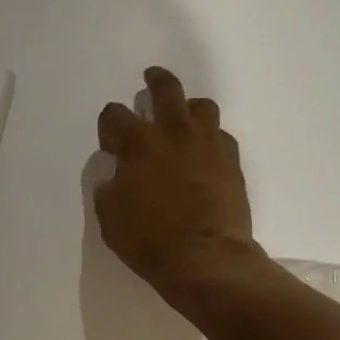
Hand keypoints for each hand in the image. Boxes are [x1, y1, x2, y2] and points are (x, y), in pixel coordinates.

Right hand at [94, 67, 256, 294]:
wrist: (205, 259)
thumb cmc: (149, 240)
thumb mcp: (110, 218)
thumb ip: (109, 189)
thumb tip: (116, 178)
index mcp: (138, 144)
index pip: (115, 115)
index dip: (109, 125)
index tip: (110, 142)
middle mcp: (174, 133)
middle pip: (166, 89)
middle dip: (155, 82)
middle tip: (151, 80)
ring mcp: (207, 145)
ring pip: (202, 106)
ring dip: (189, 107)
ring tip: (184, 118)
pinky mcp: (231, 162)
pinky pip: (222, 136)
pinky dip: (211, 139)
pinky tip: (206, 153)